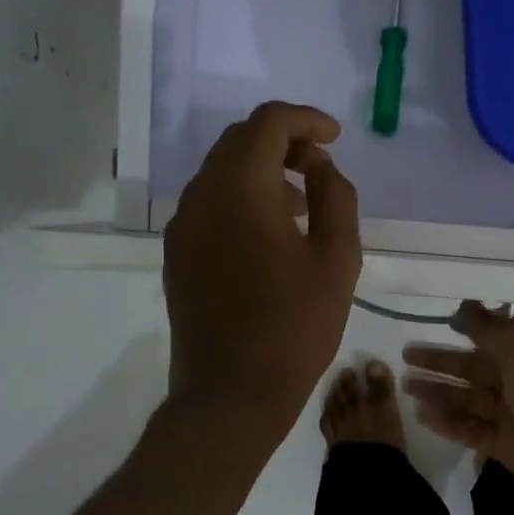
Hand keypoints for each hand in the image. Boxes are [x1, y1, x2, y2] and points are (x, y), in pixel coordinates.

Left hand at [163, 102, 361, 441]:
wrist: (232, 394)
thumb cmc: (295, 327)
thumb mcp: (338, 259)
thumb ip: (334, 196)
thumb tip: (318, 165)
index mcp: (240, 189)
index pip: (268, 123)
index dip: (305, 120)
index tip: (334, 137)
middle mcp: (200, 197)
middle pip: (238, 142)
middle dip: (282, 142)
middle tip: (318, 166)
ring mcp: (181, 228)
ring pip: (220, 174)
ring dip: (260, 172)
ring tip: (300, 205)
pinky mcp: (176, 257)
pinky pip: (208, 207)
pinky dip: (240, 201)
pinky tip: (268, 236)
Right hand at [402, 302, 513, 514]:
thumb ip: (492, 330)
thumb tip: (467, 304)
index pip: (495, 337)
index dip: (467, 329)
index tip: (436, 323)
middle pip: (476, 368)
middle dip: (442, 362)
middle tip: (406, 356)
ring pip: (470, 400)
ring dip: (439, 392)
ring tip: (405, 387)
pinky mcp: (507, 448)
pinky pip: (471, 430)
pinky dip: (448, 422)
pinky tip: (422, 416)